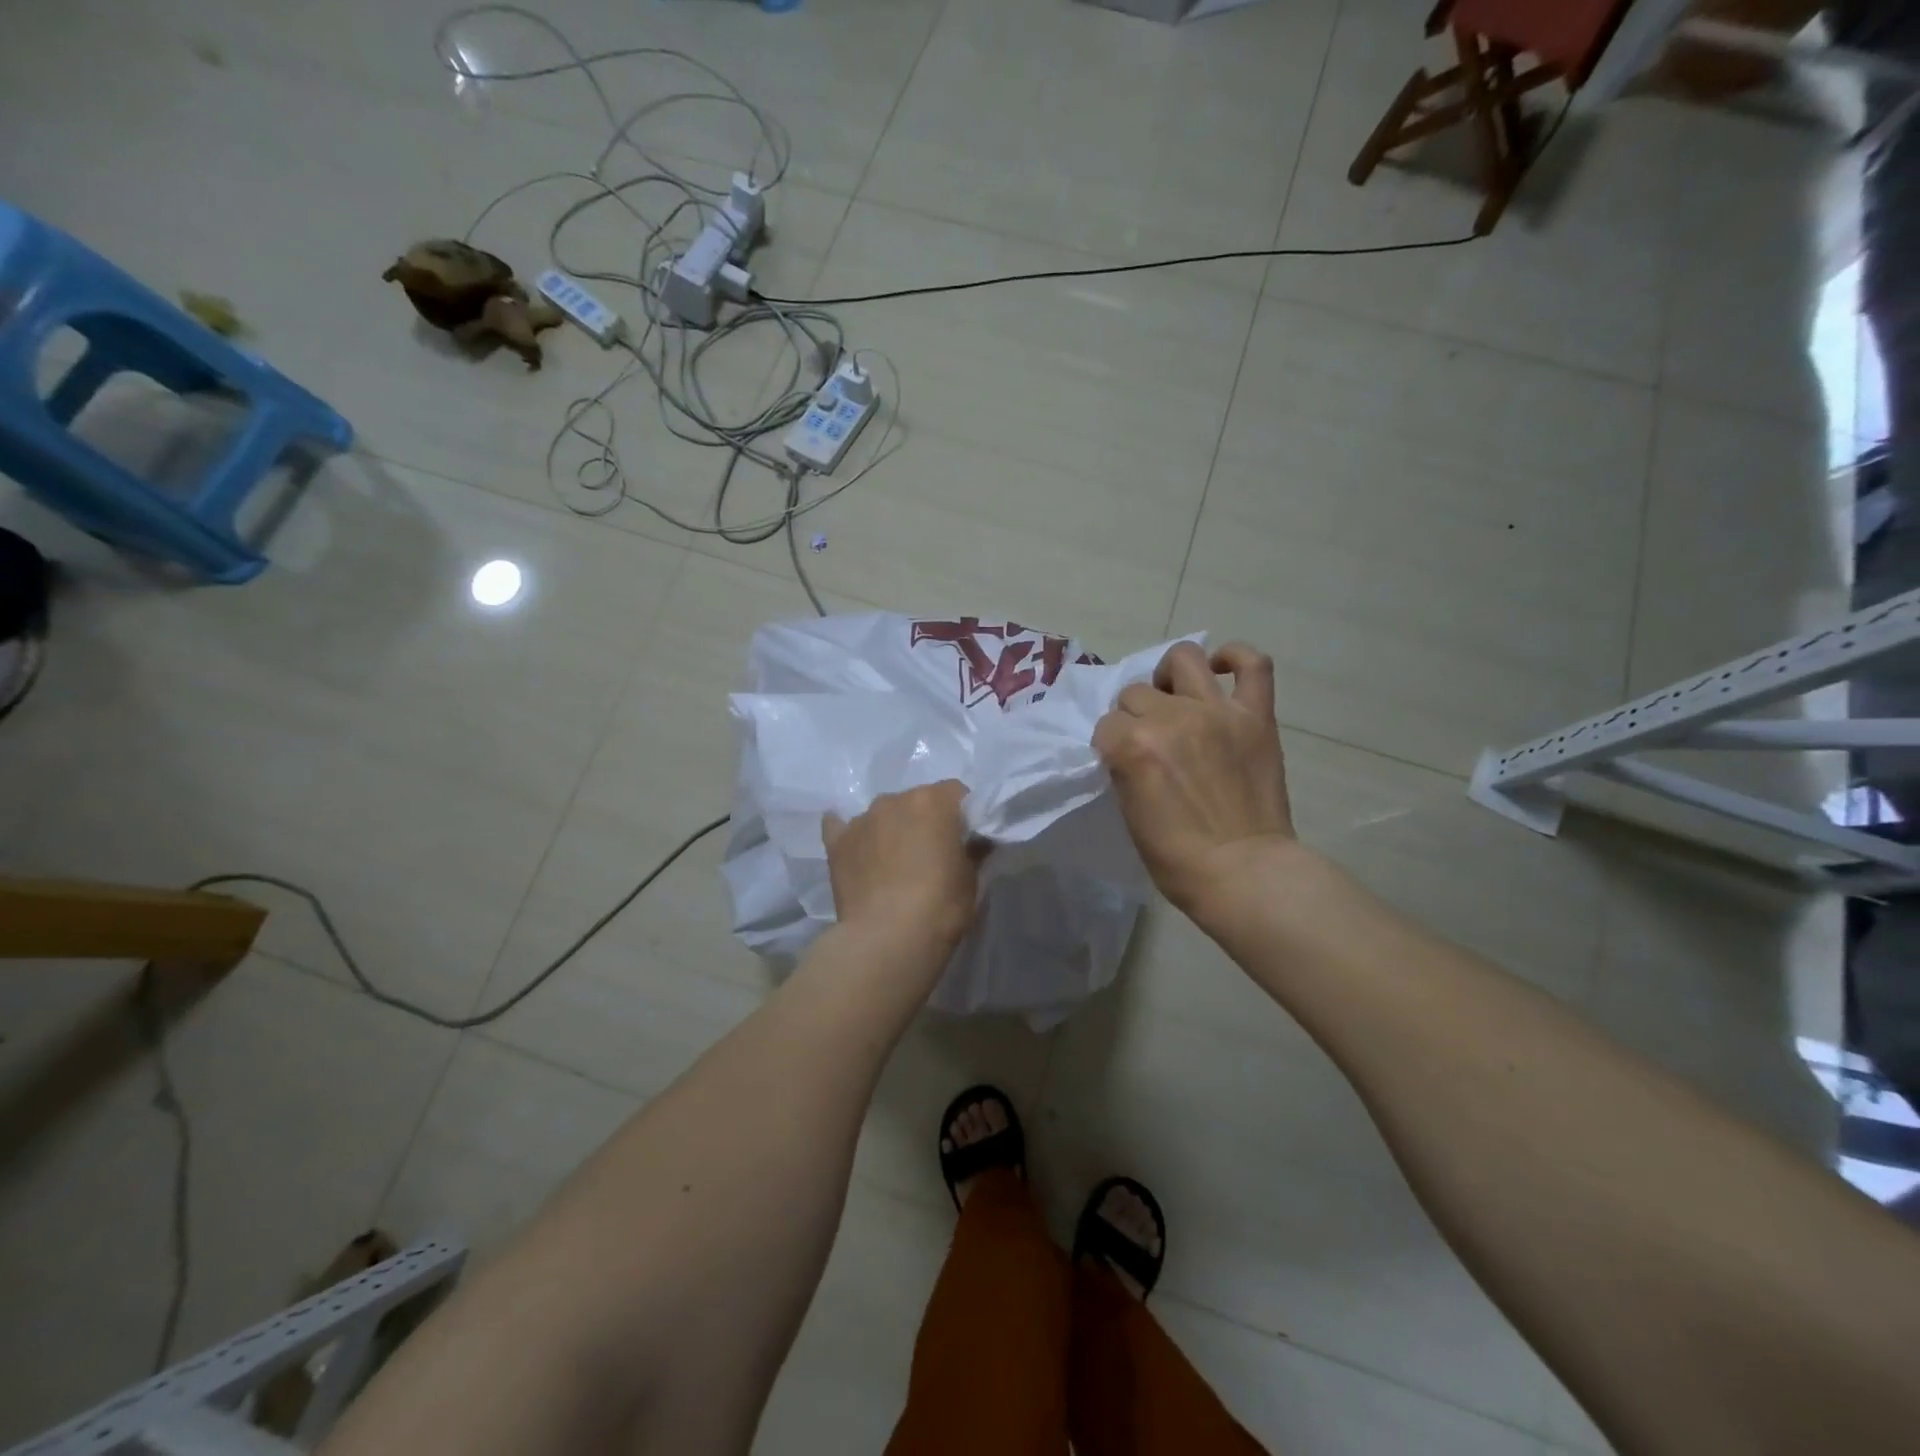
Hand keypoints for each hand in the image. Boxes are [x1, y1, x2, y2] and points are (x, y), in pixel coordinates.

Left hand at [823, 781, 982, 953]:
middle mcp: (894, 800)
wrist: (887, 939)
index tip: (964, 838)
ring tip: (894, 863)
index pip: (956, 792)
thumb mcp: (971, 878)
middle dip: (925, 820)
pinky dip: (853, 836)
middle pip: (916, 800)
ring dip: (891, 828)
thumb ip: (973, 850)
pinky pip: (842, 826)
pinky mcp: (836, 842)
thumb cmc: (940, 906)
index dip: (962, 814)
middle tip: (930, 853)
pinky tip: (857, 851)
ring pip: (882, 814)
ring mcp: (861, 819)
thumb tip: (975, 841)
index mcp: (933, 801)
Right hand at [1093, 642, 1295, 919]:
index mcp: (1132, 746)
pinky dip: (1235, 657)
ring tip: (1177, 699)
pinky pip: (1252, 664)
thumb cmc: (1177, 858)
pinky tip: (1221, 668)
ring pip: (1182, 659)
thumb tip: (1128, 746)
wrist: (1244, 872)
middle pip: (1137, 693)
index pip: (1107, 725)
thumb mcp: (1129, 812)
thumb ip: (1124, 767)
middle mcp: (1171, 718)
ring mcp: (1217, 711)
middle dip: (1136, 716)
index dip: (1112, 744)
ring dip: (1170, 677)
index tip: (1123, 764)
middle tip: (1152, 742)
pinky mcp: (1256, 716)